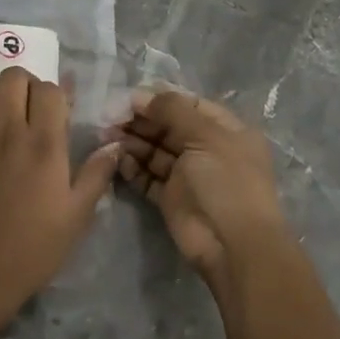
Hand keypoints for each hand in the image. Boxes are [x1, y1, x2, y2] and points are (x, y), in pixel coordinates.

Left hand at [0, 67, 120, 321]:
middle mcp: (7, 132)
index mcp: (43, 143)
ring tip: (1, 115)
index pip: (50, 89)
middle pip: (12, 77)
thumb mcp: (78, 215)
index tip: (60, 115)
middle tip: (31, 111)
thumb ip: (97, 174)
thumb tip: (115, 145)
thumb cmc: (35, 248)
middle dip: (26, 85)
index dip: (58, 94)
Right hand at [116, 89, 288, 292]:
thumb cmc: (226, 181)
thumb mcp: (205, 136)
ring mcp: (189, 176)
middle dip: (141, 121)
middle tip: (110, 118)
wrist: (232, 243)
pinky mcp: (171, 199)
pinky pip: (148, 177)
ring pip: (155, 152)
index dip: (159, 100)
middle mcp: (208, 150)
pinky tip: (118, 161)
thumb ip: (173, 110)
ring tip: (108, 138)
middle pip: (169, 128)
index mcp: (226, 130)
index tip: (128, 98)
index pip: (189, 106)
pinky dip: (133, 169)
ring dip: (132, 143)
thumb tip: (142, 95)